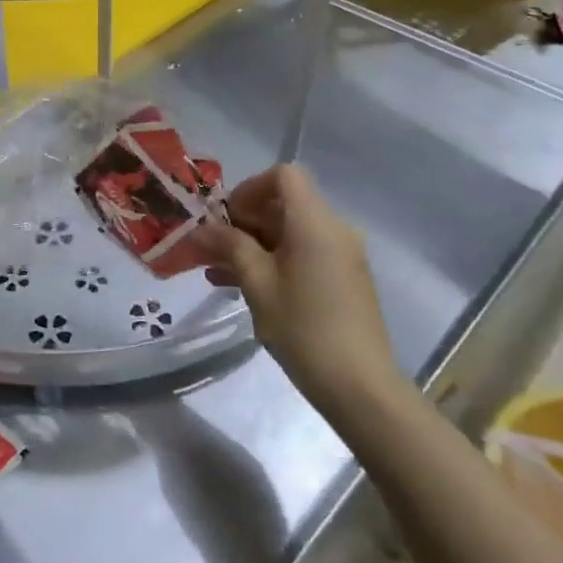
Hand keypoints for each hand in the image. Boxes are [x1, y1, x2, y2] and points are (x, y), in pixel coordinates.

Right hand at [201, 165, 404, 413]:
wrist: (361, 387)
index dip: (249, 188)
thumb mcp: (257, 283)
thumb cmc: (304, 328)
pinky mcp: (343, 280)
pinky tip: (242, 286)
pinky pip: (303, 255)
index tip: (226, 217)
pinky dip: (273, 261)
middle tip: (212, 247)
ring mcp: (342, 256)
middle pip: (285, 205)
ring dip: (254, 244)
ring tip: (216, 270)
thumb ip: (229, 246)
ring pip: (290, 233)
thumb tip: (202, 229)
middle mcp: (334, 230)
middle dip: (244, 221)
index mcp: (315, 222)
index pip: (284, 176)